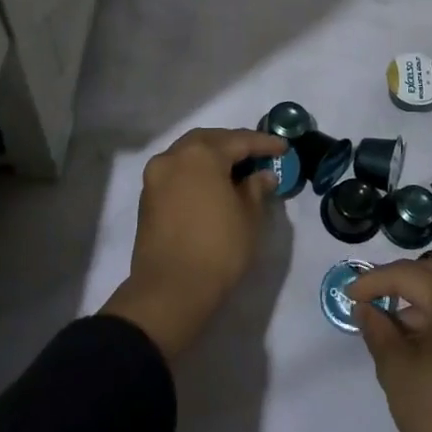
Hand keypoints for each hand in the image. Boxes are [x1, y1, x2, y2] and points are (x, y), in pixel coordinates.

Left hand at [100, 126, 287, 359]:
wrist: (170, 291)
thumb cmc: (218, 249)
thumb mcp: (249, 217)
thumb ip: (256, 188)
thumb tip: (262, 175)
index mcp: (201, 154)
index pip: (239, 140)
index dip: (264, 144)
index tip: (283, 148)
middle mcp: (174, 156)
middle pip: (209, 140)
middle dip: (234, 144)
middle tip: (257, 155)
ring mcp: (156, 176)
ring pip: (189, 154)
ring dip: (213, 157)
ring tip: (236, 170)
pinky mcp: (147, 197)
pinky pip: (177, 172)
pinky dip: (196, 172)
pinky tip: (212, 185)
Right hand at [349, 254, 431, 431]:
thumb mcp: (395, 370)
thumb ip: (377, 330)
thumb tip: (366, 308)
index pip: (408, 274)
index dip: (374, 280)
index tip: (350, 295)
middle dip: (406, 277)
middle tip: (379, 296)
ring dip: (426, 294)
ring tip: (397, 324)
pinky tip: (423, 340)